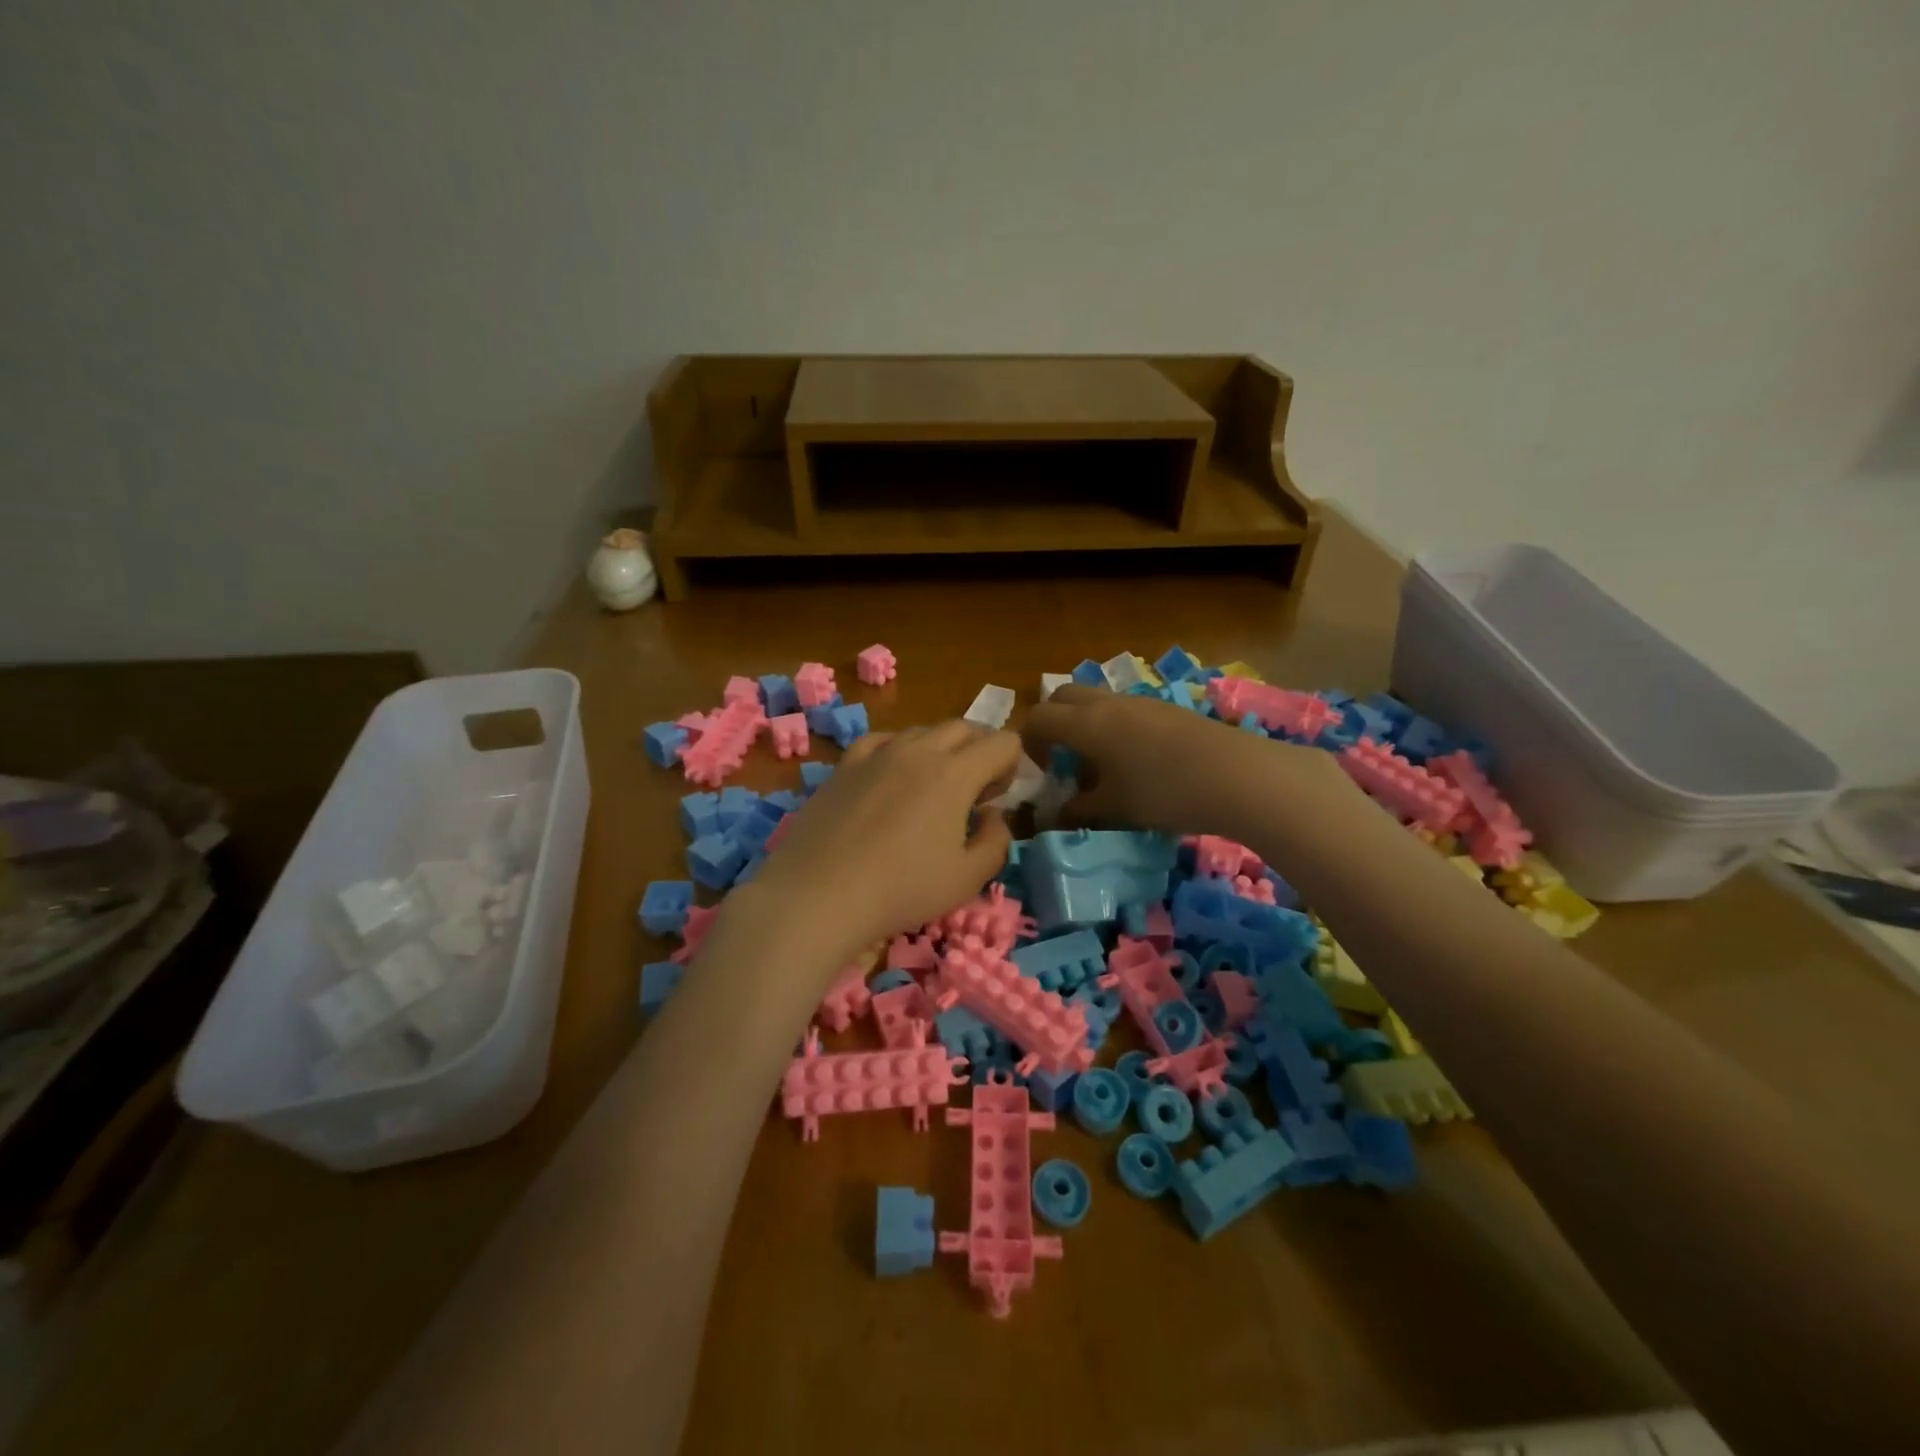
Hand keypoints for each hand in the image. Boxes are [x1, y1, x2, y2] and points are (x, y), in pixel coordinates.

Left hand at [749, 722, 1021, 955]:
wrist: (818, 894)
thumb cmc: (901, 890)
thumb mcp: (968, 878)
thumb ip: (996, 841)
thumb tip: (994, 815)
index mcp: (955, 773)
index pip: (1002, 742)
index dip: (1012, 765)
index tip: (999, 798)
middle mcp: (918, 750)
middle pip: (964, 728)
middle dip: (980, 750)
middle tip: (975, 792)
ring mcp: (877, 753)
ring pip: (922, 731)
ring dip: (941, 750)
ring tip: (932, 788)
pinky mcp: (845, 765)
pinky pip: (881, 741)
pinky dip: (898, 751)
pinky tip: (892, 776)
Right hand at [1021, 684, 1344, 836]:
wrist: (1240, 776)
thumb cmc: (1166, 793)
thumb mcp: (1117, 807)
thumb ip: (1081, 808)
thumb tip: (1059, 812)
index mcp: (1087, 724)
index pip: (1038, 718)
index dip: (1028, 742)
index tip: (1041, 771)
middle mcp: (1109, 703)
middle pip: (1063, 696)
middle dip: (1052, 722)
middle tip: (1061, 758)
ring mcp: (1141, 702)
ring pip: (1096, 700)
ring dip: (1085, 723)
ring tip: (1100, 763)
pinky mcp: (1168, 709)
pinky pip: (1124, 709)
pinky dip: (1113, 726)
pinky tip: (1136, 761)